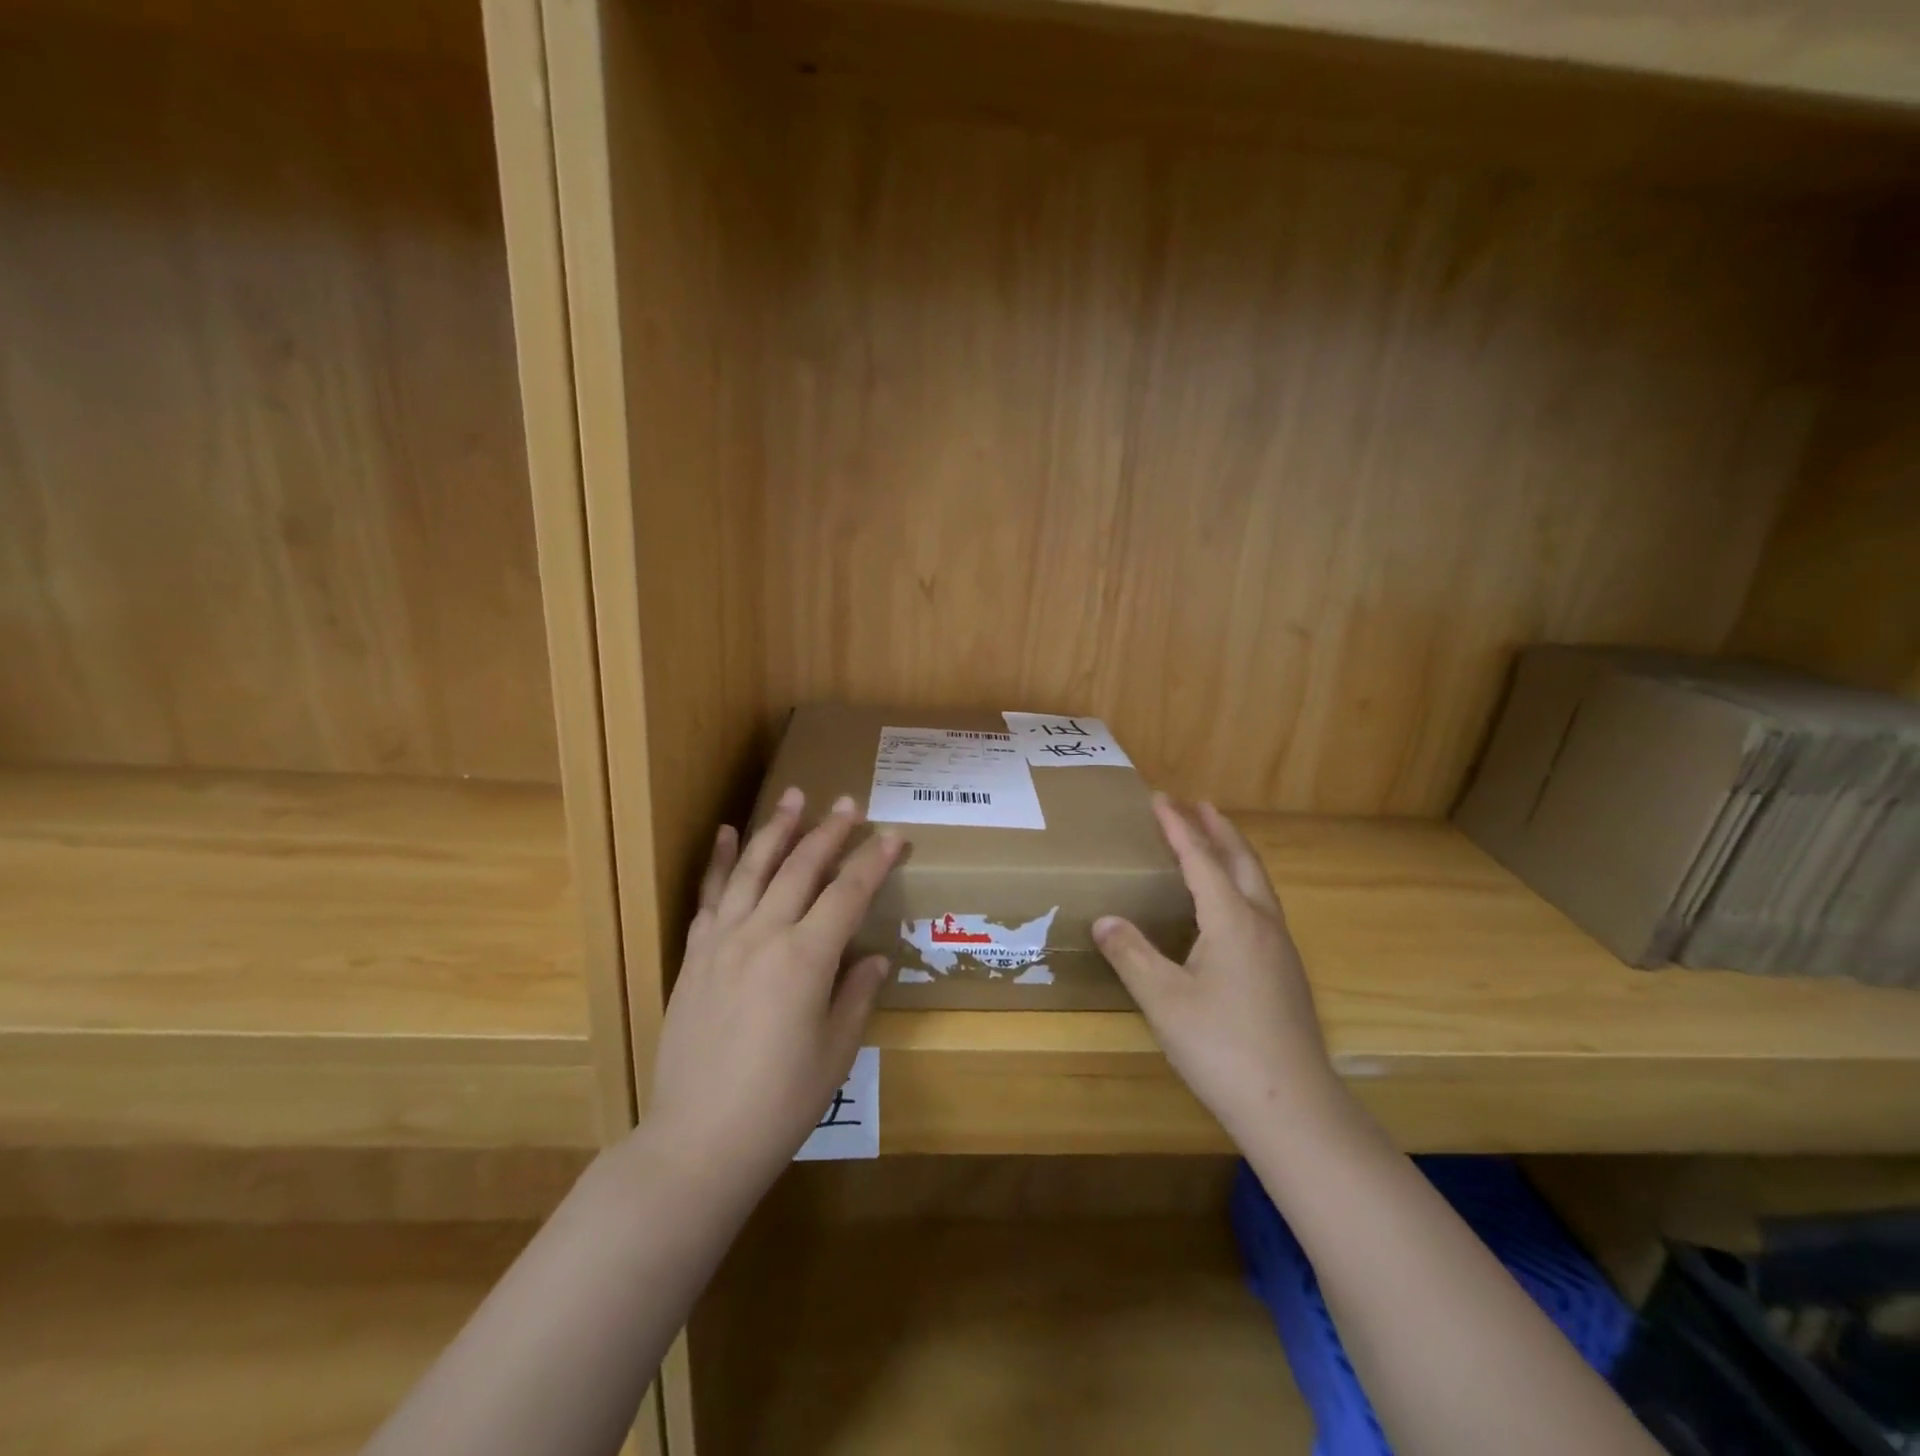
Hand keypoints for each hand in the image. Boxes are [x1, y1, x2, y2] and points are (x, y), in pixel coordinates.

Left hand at [644, 788, 902, 1199]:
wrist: (700, 1140)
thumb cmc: (782, 1102)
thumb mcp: (836, 1051)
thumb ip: (856, 993)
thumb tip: (873, 957)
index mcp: (806, 959)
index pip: (848, 894)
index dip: (874, 861)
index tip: (893, 835)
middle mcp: (764, 936)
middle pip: (801, 869)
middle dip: (829, 832)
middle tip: (848, 803)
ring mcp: (723, 942)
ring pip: (753, 870)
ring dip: (776, 830)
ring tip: (794, 798)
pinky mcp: (695, 956)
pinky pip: (710, 897)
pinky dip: (719, 862)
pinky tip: (726, 835)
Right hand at [1093, 797, 1343, 1146]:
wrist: (1293, 1107)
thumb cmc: (1222, 1047)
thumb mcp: (1163, 999)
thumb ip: (1131, 954)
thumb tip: (1104, 919)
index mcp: (1232, 920)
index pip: (1201, 859)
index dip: (1178, 827)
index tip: (1161, 798)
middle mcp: (1262, 923)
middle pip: (1242, 861)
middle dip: (1218, 829)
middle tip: (1198, 804)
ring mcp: (1281, 949)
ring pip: (1258, 884)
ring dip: (1235, 854)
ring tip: (1216, 842)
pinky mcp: (1287, 973)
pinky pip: (1263, 907)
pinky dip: (1243, 884)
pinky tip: (1232, 907)